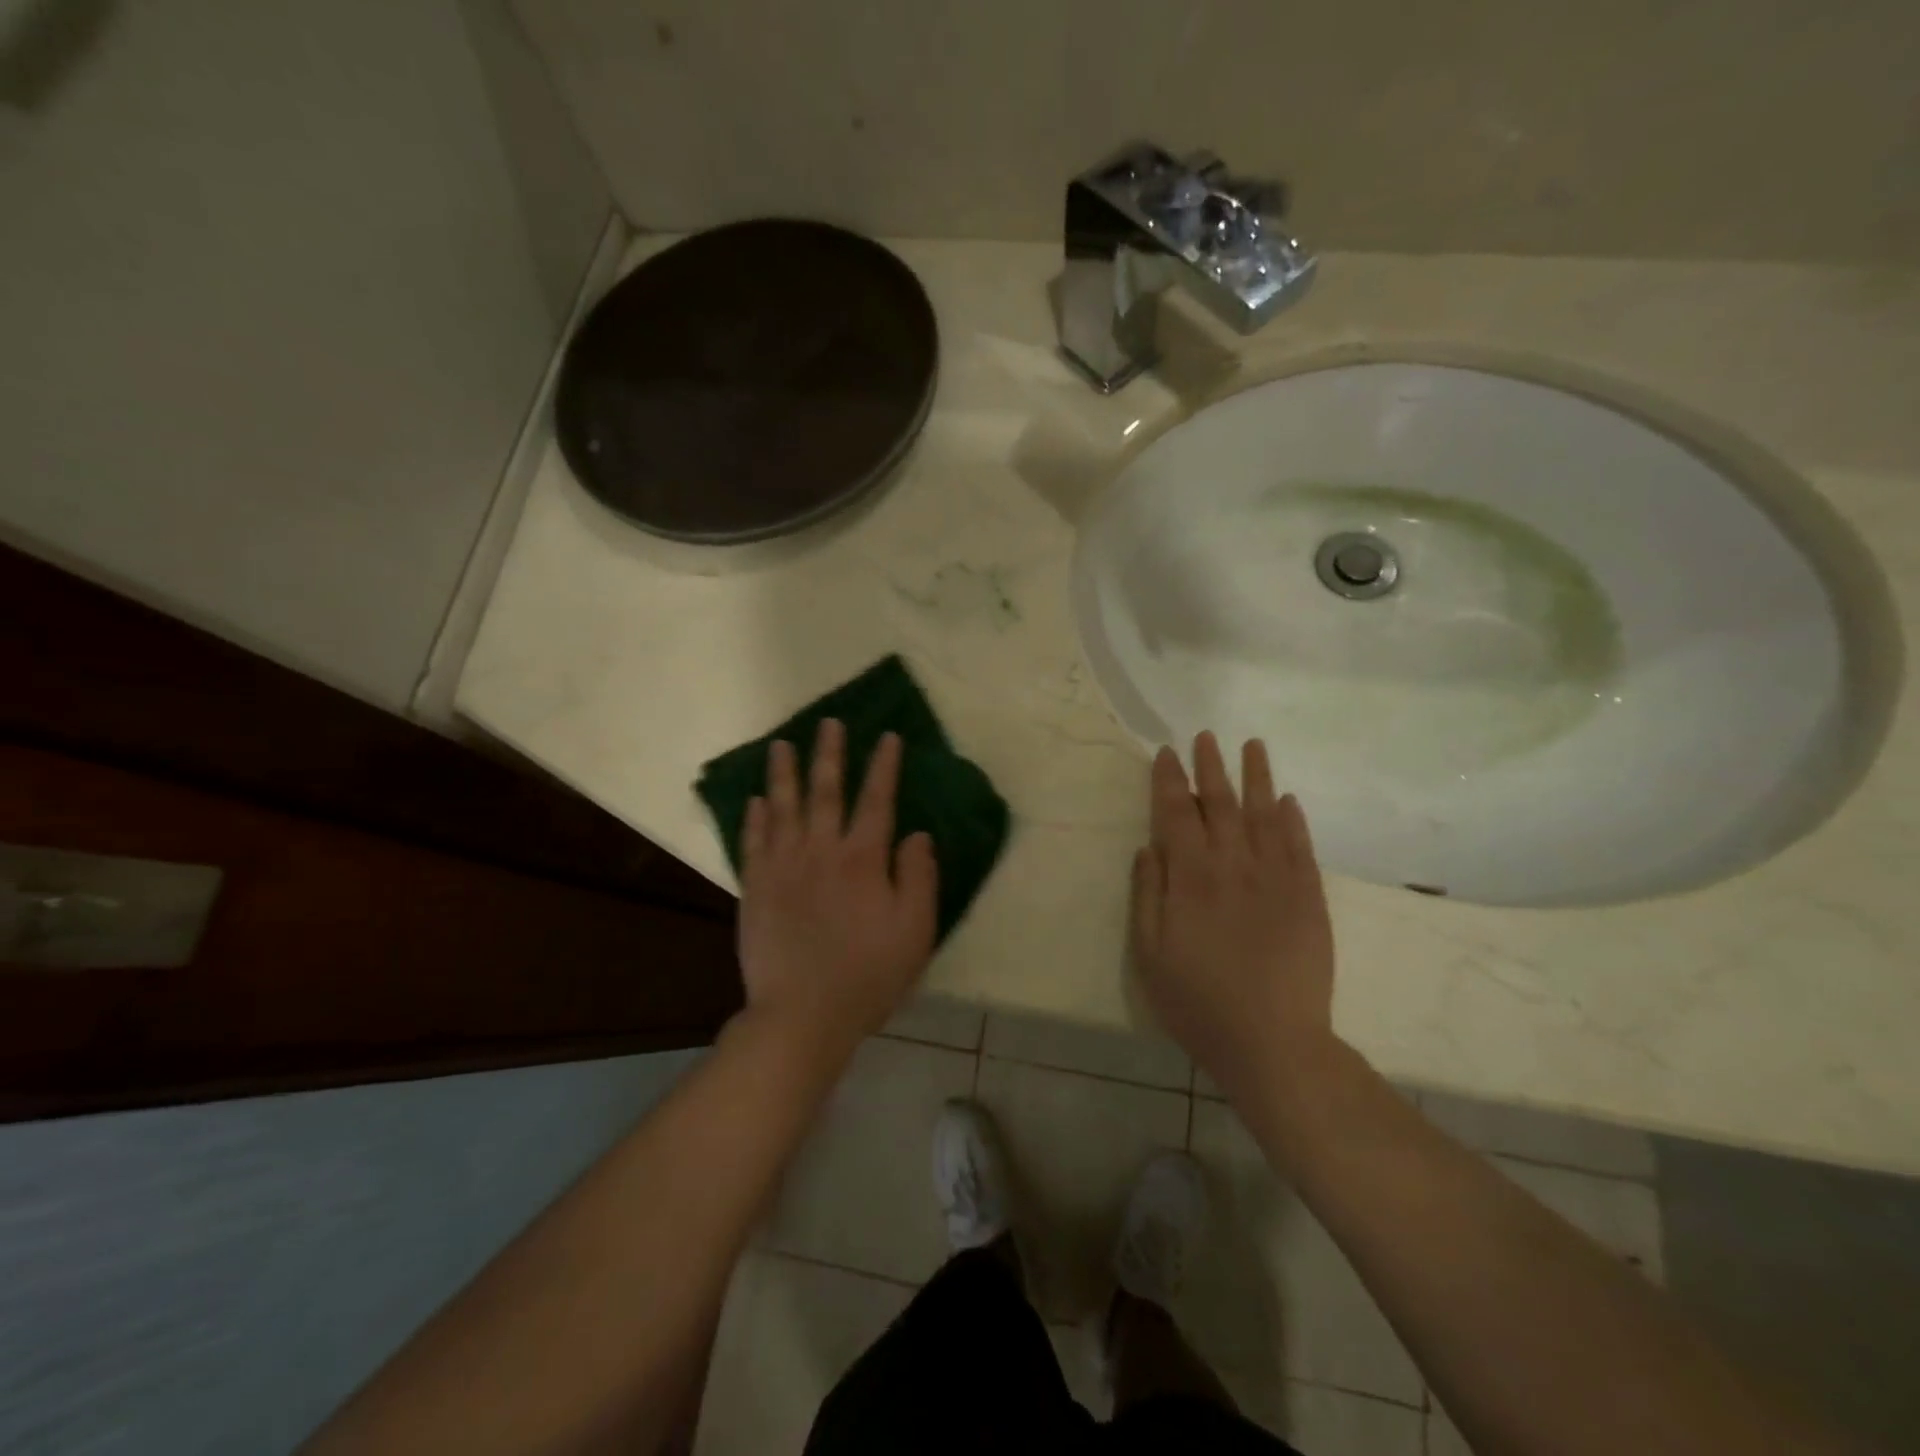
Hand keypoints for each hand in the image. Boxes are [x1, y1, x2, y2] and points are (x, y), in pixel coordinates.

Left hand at [736, 718, 938, 1052]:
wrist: (802, 1014)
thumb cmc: (868, 974)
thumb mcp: (915, 930)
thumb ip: (918, 877)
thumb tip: (916, 834)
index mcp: (863, 859)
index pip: (877, 800)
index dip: (884, 766)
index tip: (888, 737)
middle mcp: (821, 851)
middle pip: (826, 791)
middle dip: (830, 754)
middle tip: (829, 722)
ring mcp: (783, 867)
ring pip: (783, 807)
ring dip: (784, 773)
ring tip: (781, 745)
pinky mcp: (755, 888)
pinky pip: (753, 842)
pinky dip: (755, 817)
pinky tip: (755, 799)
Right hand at [1130, 732, 1337, 1097]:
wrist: (1273, 1043)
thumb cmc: (1198, 1002)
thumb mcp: (1149, 954)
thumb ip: (1147, 895)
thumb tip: (1149, 847)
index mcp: (1191, 878)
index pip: (1177, 813)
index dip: (1169, 780)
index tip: (1166, 753)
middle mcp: (1234, 866)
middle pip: (1222, 803)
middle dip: (1211, 767)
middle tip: (1206, 736)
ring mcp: (1277, 879)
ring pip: (1266, 814)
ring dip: (1257, 777)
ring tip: (1253, 746)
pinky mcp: (1309, 898)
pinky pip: (1301, 847)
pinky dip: (1293, 820)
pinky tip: (1288, 799)